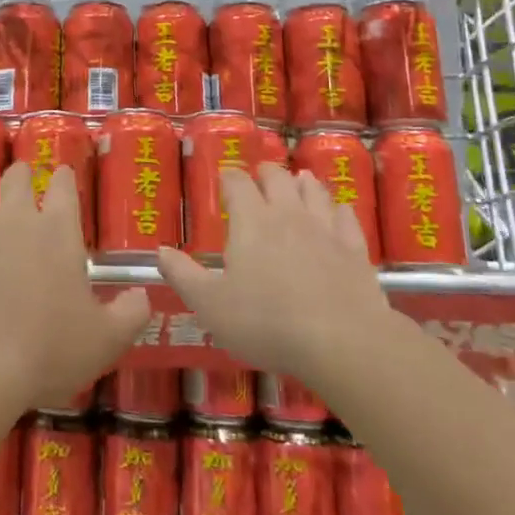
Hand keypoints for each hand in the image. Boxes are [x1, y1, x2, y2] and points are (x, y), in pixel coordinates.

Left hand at [0, 162, 149, 414]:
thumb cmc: (48, 350)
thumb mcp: (106, 340)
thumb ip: (131, 314)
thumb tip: (144, 295)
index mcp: (57, 233)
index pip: (63, 190)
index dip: (64, 178)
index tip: (63, 172)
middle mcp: (16, 222)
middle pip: (16, 182)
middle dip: (21, 174)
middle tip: (21, 172)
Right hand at [157, 163, 404, 382]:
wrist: (342, 341)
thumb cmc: (266, 321)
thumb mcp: (210, 305)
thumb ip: (183, 275)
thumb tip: (160, 251)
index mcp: (251, 221)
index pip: (237, 182)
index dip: (229, 177)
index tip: (224, 178)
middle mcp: (288, 214)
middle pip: (277, 178)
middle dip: (265, 173)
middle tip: (259, 178)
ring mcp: (325, 228)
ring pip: (313, 191)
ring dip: (302, 183)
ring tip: (297, 182)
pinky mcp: (355, 249)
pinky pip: (346, 217)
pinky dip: (337, 210)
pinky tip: (337, 212)